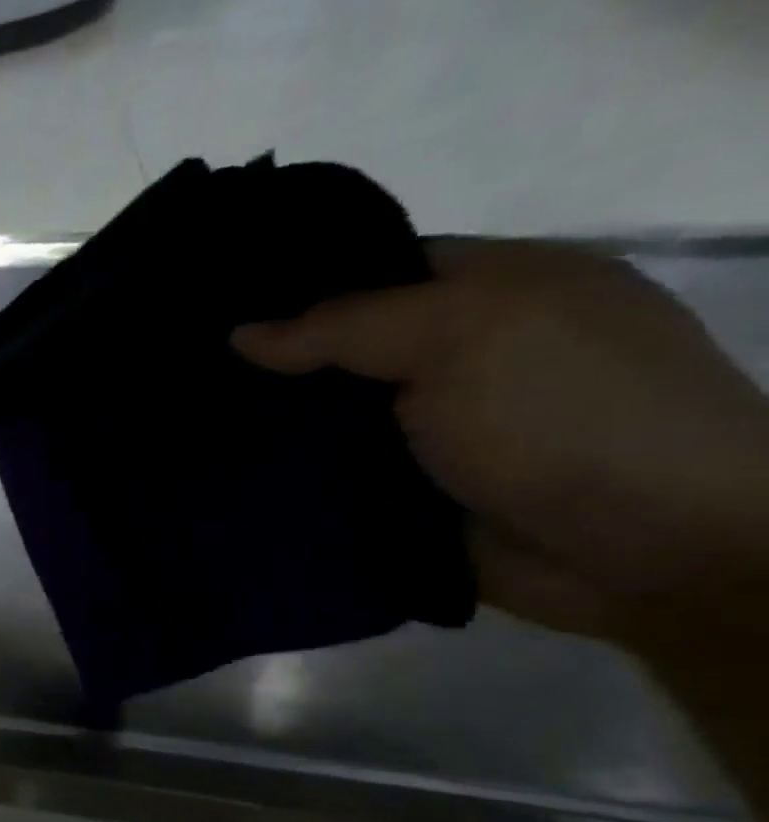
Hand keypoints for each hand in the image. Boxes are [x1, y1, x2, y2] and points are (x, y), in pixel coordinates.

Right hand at [234, 239, 768, 640]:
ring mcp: (428, 432)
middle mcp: (456, 356)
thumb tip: (240, 335)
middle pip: (340, 353)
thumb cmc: (565, 416)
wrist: (638, 550)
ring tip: (185, 432)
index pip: (373, 271)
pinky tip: (224, 479)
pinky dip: (284, 483)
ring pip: (326, 423)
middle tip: (186, 379)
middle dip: (271, 368)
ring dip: (270, 432)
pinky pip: (328, 481)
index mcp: (491, 290)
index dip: (297, 288)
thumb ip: (347, 328)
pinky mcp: (404, 495)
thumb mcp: (463, 336)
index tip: (215, 309)